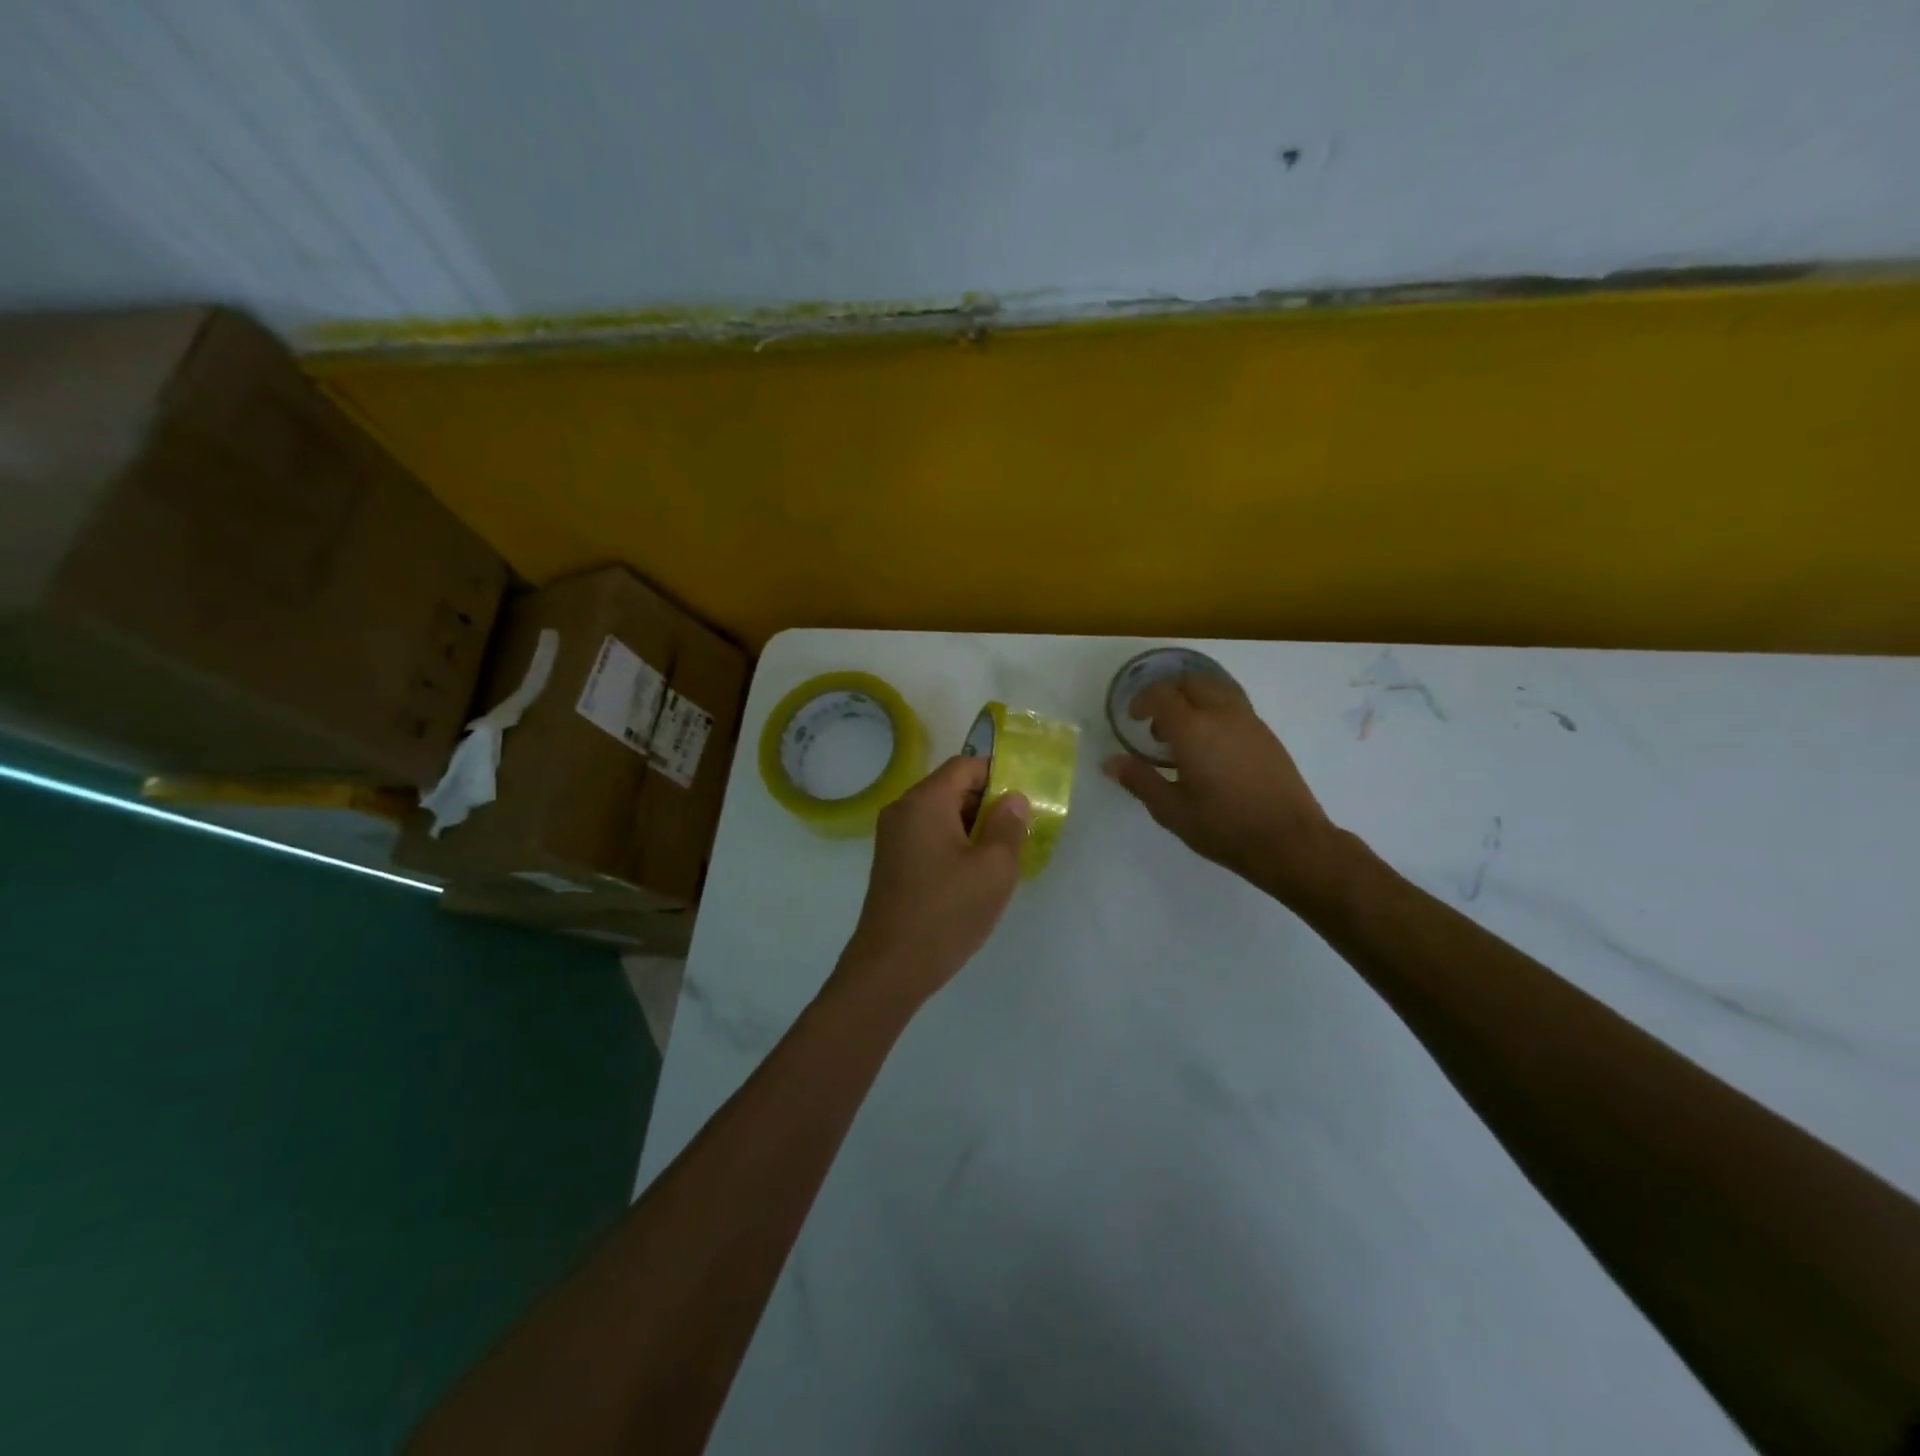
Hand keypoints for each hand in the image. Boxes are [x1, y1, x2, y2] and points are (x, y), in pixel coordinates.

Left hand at [831, 756, 1029, 1013]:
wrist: (891, 967)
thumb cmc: (947, 912)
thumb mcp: (994, 868)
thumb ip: (1008, 826)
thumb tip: (1012, 799)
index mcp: (925, 801)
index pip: (965, 765)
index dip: (998, 776)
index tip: (1024, 802)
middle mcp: (903, 810)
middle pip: (951, 788)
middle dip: (987, 804)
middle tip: (1018, 833)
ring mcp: (893, 837)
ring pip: (941, 815)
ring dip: (972, 828)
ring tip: (1000, 858)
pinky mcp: (892, 863)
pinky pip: (928, 838)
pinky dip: (953, 845)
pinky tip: (973, 876)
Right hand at [1103, 673, 1347, 905]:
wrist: (1290, 841)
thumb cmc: (1224, 827)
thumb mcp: (1171, 810)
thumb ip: (1139, 780)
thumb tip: (1110, 762)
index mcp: (1193, 729)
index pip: (1162, 694)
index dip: (1142, 700)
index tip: (1133, 719)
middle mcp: (1222, 714)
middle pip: (1191, 682)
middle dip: (1168, 693)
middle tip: (1156, 724)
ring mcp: (1249, 721)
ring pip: (1216, 688)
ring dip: (1193, 699)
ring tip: (1184, 734)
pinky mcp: (1266, 734)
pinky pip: (1234, 704)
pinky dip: (1214, 710)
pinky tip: (1211, 746)